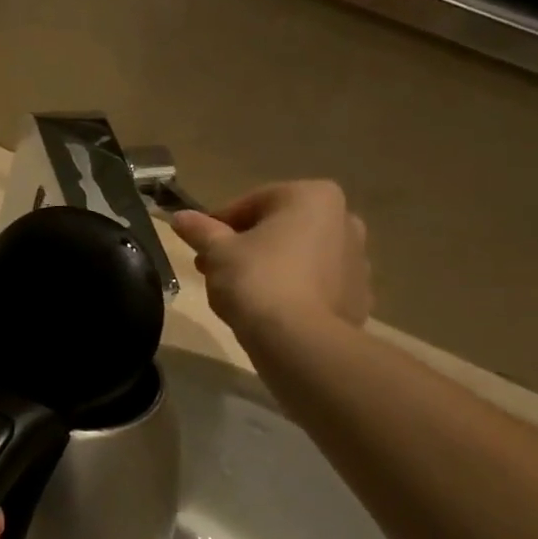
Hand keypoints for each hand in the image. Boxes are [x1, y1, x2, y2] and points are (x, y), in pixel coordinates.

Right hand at [171, 181, 372, 345]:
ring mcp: (358, 260)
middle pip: (279, 229)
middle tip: (214, 269)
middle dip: (245, 246)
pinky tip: (269, 311)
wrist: (300, 342)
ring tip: (238, 293)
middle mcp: (344, 219)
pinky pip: (316, 286)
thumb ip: (200, 230)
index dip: (218, 225)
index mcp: (312, 196)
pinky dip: (293, 291)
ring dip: (269, 267)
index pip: (251, 203)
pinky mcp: (358, 297)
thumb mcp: (217, 252)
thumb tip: (180, 217)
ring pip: (299, 257)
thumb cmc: (257, 280)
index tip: (200, 247)